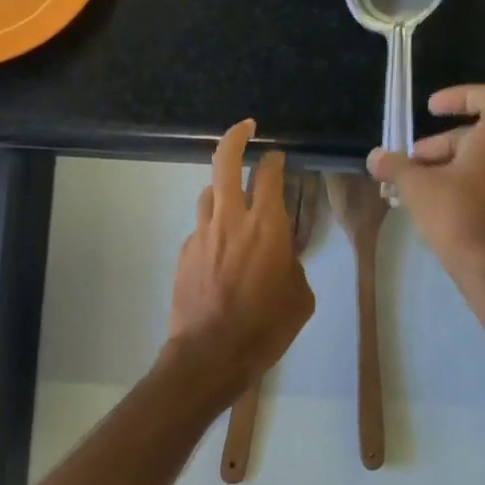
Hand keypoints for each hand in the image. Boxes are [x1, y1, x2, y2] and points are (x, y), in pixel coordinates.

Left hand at [167, 119, 315, 394]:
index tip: (279, 157)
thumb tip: (281, 255)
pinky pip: (201, 230)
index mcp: (266, 226)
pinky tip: (221, 255)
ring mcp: (202, 235)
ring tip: (234, 205)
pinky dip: (212, 231)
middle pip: (225, 162)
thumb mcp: (299, 298)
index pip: (269, 175)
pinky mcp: (184, 254)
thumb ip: (291, 265)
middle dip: (236, 138)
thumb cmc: (265, 328)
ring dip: (223, 191)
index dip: (275, 161)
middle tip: (245, 130)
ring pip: (208, 194)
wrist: (210, 354)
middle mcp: (230, 220)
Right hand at [367, 84, 484, 279]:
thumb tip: (375, 157)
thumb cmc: (455, 213)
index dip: (459, 96)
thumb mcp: (416, 185)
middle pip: (479, 130)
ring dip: (450, 161)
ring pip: (483, 155)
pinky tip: (435, 197)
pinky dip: (464, 177)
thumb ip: (395, 165)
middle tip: (412, 159)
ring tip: (417, 180)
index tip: (431, 108)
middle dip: (442, 141)